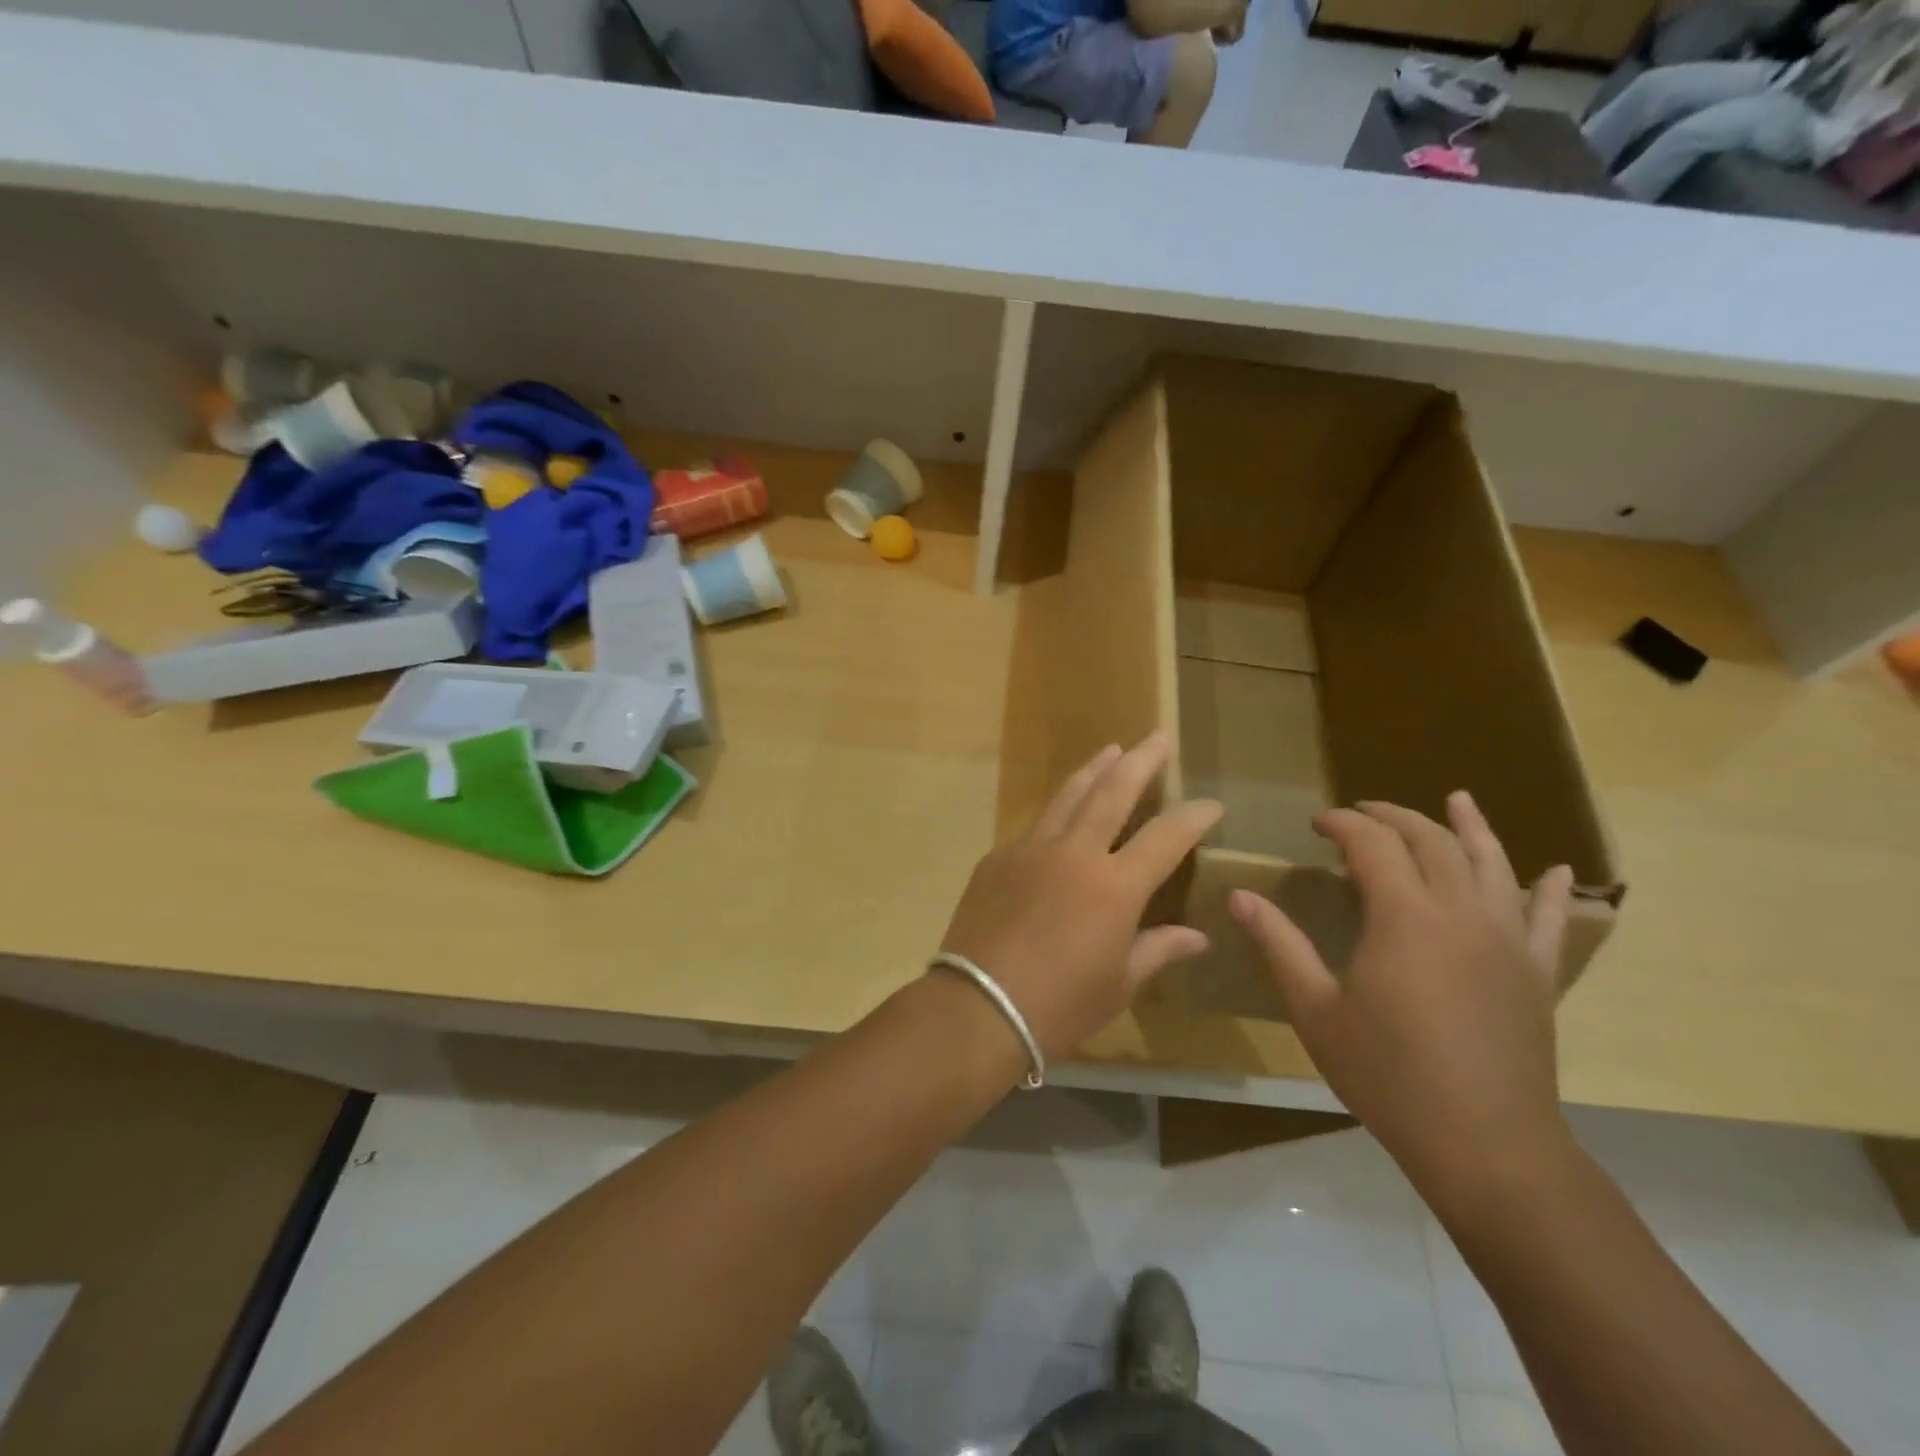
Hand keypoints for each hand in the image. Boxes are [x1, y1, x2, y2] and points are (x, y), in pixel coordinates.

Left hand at [938, 733, 1221, 1058]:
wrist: (977, 1007)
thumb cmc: (1059, 1005)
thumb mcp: (1119, 984)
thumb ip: (1158, 950)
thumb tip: (1197, 937)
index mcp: (1114, 886)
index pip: (1166, 837)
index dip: (1193, 817)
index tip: (1211, 804)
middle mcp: (1074, 853)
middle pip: (1113, 791)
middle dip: (1140, 761)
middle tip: (1158, 737)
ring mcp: (1030, 849)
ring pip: (1068, 795)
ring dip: (1093, 769)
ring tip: (1111, 750)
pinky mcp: (997, 857)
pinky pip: (1036, 824)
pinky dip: (1058, 811)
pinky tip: (1063, 813)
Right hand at [1230, 793, 1574, 1200]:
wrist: (1485, 1144)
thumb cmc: (1388, 1075)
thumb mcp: (1315, 1009)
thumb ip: (1278, 945)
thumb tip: (1240, 896)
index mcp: (1404, 917)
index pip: (1372, 844)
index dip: (1343, 824)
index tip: (1317, 824)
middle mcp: (1460, 913)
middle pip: (1431, 841)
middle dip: (1392, 817)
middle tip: (1360, 813)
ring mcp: (1506, 940)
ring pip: (1491, 863)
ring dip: (1470, 827)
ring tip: (1457, 799)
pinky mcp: (1535, 972)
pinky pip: (1547, 918)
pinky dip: (1549, 889)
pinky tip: (1554, 869)